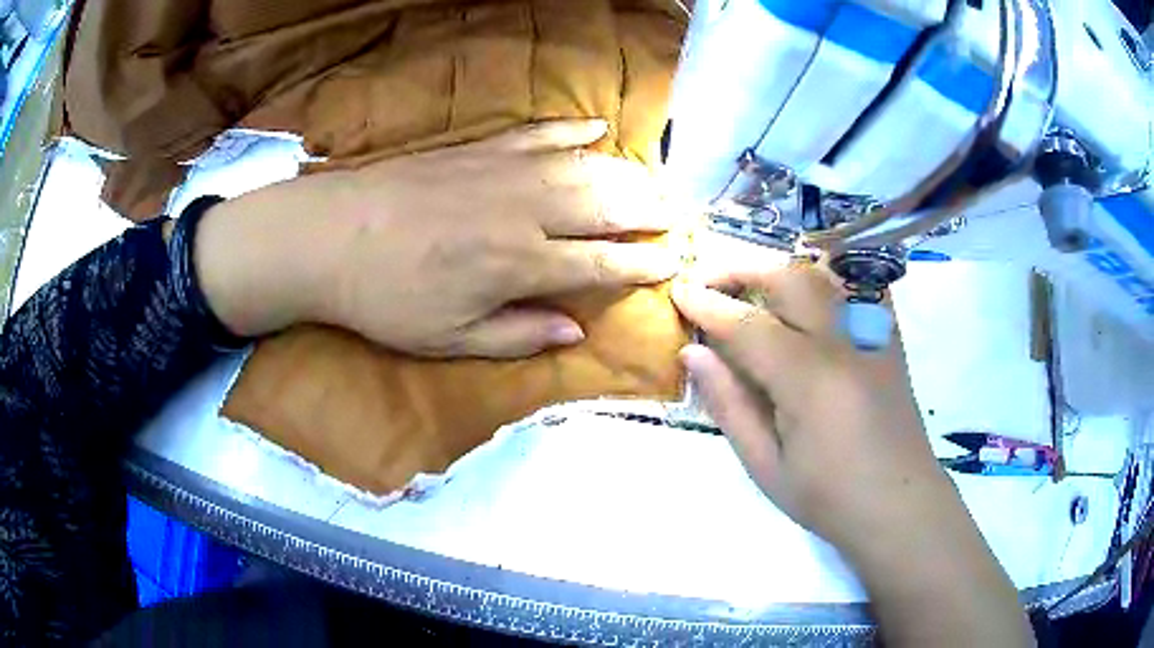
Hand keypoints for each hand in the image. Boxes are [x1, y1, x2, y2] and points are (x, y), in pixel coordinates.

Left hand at [195, 120, 679, 357]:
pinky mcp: (481, 148)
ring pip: (585, 165)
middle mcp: (525, 211)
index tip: (676, 262)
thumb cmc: (385, 298)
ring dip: (627, 172)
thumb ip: (516, 335)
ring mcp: (504, 170)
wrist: (330, 236)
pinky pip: (540, 133)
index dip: (645, 264)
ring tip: (655, 181)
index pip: (604, 263)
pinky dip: (573, 130)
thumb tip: (574, 331)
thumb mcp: (448, 339)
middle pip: (608, 205)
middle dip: (652, 211)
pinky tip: (596, 128)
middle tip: (681, 216)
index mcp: (519, 265)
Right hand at [671, 263, 947, 549]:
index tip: (679, 292)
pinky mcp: (889, 339)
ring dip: (781, 270)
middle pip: (790, 278)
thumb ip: (730, 405)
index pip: (748, 325)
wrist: (899, 506)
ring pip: (824, 275)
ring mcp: (872, 335)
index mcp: (809, 380)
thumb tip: (693, 354)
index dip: (708, 305)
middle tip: (710, 283)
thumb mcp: (766, 466)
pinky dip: (825, 279)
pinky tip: (808, 296)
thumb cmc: (829, 498)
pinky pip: (857, 287)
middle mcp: (844, 342)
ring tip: (752, 286)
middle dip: (743, 270)